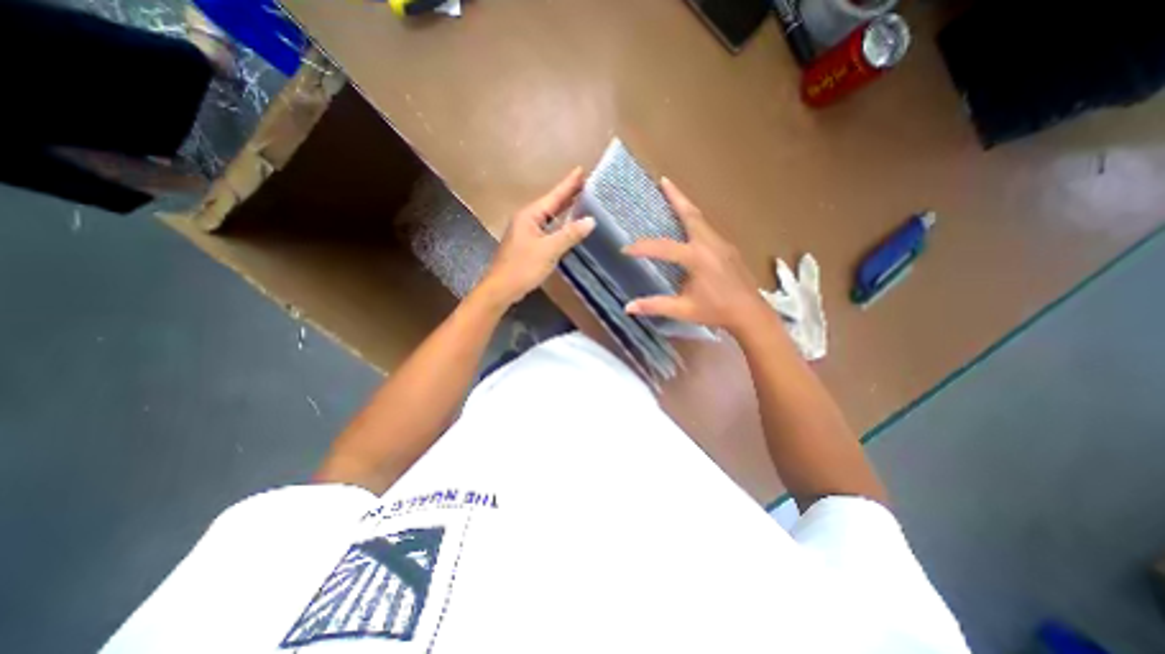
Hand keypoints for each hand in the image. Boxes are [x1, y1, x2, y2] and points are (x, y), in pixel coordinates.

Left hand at [479, 166, 595, 305]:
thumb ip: (569, 234)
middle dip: (568, 194)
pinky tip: (568, 227)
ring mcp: (527, 232)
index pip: (554, 196)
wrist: (501, 288)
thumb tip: (590, 220)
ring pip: (550, 217)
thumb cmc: (523, 267)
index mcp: (530, 215)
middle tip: (586, 184)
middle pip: (551, 204)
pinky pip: (548, 229)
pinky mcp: (528, 244)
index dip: (569, 184)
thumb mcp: (549, 250)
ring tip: (581, 201)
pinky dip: (559, 225)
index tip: (581, 169)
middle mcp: (528, 219)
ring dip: (564, 209)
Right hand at [623, 175, 771, 334]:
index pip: (663, 247)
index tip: (626, 249)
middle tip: (664, 181)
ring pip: (701, 219)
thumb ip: (655, 305)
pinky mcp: (728, 249)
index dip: (642, 247)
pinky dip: (695, 221)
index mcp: (697, 258)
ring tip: (674, 197)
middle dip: (676, 197)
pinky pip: (708, 229)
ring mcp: (722, 244)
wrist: (751, 314)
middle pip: (691, 214)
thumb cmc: (716, 311)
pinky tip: (689, 229)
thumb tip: (628, 308)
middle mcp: (709, 244)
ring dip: (686, 207)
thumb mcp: (683, 310)